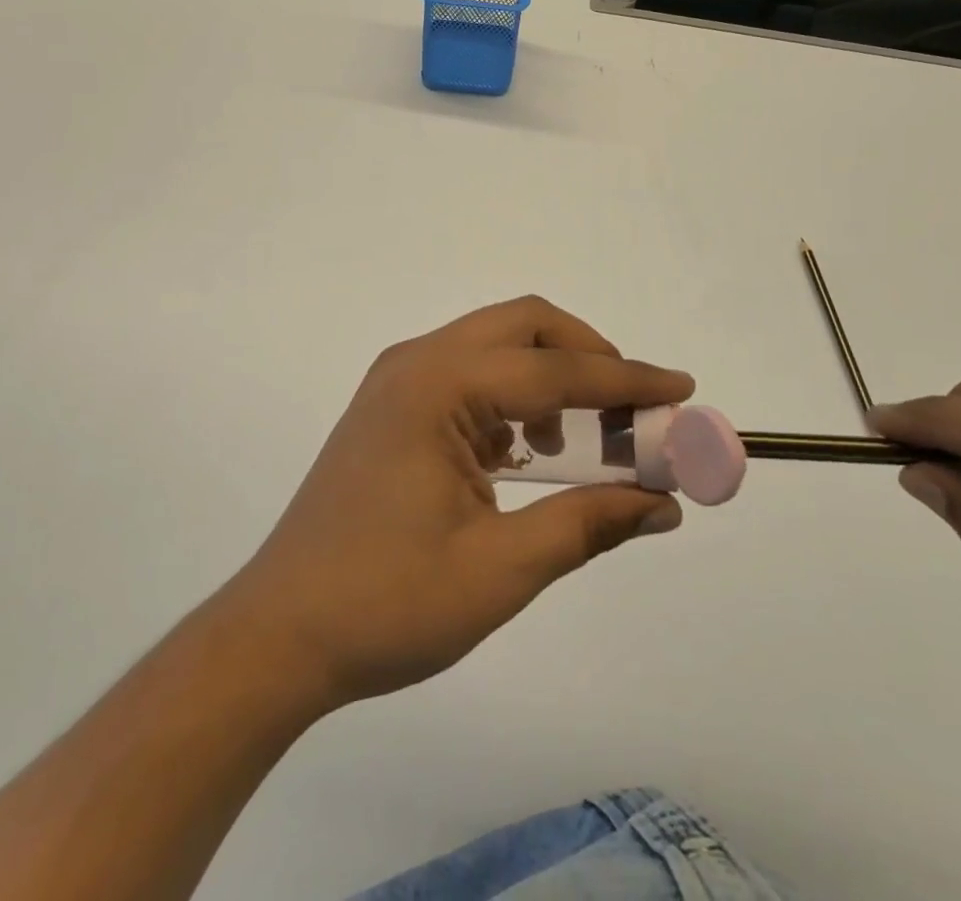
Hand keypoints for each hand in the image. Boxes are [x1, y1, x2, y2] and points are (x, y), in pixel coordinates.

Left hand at [217, 296, 692, 709]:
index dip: (627, 379)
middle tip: (632, 406)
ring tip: (584, 437)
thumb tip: (662, 503)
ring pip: (493, 345)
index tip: (682, 387)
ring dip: (549, 375)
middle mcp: (416, 363)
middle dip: (587, 355)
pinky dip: (511, 396)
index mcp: (439, 386)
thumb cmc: (387, 604)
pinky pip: (466, 374)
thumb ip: (587, 523)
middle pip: (522, 326)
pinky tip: (524, 452)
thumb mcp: (501, 569)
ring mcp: (396, 382)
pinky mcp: (389, 408)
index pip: (556, 370)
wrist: (278, 634)